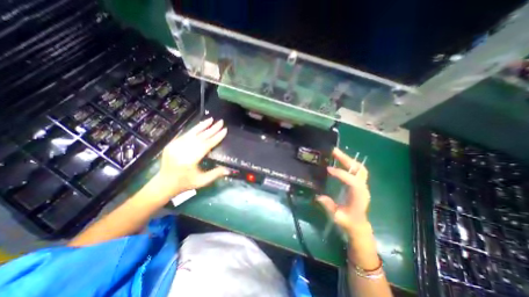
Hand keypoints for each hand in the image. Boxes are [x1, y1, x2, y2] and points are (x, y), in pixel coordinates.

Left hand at [150, 117, 228, 198]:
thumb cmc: (186, 183)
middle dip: (212, 129)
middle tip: (221, 122)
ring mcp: (175, 146)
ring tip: (211, 119)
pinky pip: (185, 135)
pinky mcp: (172, 144)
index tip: (224, 130)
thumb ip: (216, 174)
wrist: (164, 183)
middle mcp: (181, 150)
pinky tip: (200, 125)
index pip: (206, 145)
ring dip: (202, 126)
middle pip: (200, 137)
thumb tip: (230, 169)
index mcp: (189, 160)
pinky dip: (194, 129)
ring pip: (192, 133)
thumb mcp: (202, 181)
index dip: (216, 137)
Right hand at [317, 149, 370, 234]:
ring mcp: (362, 185)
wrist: (358, 225)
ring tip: (336, 153)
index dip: (341, 174)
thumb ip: (329, 206)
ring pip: (359, 168)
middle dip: (346, 159)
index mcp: (359, 196)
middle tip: (334, 151)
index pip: (353, 181)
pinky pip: (356, 170)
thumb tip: (318, 196)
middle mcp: (363, 188)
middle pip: (358, 170)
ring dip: (348, 159)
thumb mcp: (338, 217)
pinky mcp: (359, 184)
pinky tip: (339, 160)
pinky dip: (348, 163)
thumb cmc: (348, 222)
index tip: (328, 169)